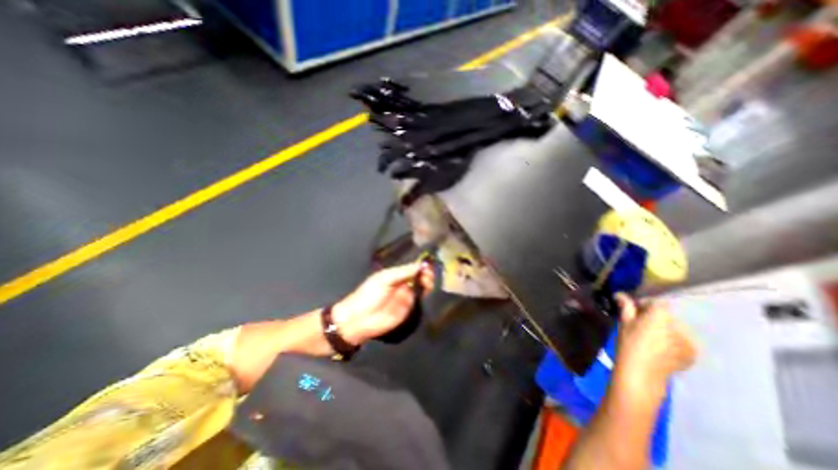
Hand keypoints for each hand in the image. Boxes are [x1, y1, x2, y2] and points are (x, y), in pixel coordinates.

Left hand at [331, 263, 435, 345]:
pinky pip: (419, 300)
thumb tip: (421, 265)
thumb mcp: (385, 279)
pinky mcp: (409, 309)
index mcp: (396, 275)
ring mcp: (407, 296)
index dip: (421, 266)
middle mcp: (403, 284)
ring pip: (421, 287)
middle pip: (419, 277)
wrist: (359, 320)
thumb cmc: (368, 295)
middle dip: (426, 274)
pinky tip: (426, 290)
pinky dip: (424, 294)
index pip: (412, 268)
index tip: (428, 266)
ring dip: (427, 283)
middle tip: (429, 275)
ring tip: (428, 282)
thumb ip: (403, 272)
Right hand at [613, 296, 697, 398]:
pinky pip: (682, 341)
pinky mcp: (693, 353)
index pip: (657, 302)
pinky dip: (673, 341)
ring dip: (665, 329)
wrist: (642, 373)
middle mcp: (679, 325)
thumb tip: (620, 295)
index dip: (645, 304)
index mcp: (661, 315)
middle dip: (655, 317)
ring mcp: (689, 341)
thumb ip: (626, 306)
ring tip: (652, 337)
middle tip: (641, 324)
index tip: (634, 310)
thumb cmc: (628, 343)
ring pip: (675, 328)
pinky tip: (661, 348)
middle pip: (667, 315)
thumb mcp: (624, 323)